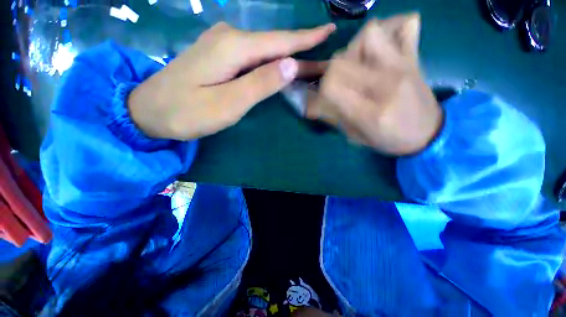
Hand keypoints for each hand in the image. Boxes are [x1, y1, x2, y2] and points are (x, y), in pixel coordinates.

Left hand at [129, 22, 334, 139]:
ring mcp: (222, 45)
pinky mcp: (219, 56)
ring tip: (308, 65)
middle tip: (323, 59)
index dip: (306, 38)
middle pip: (274, 45)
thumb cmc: (187, 113)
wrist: (150, 111)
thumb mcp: (228, 103)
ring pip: (264, 51)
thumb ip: (260, 84)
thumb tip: (290, 65)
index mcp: (233, 48)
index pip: (279, 42)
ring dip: (286, 57)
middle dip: (300, 51)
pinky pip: (252, 57)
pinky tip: (278, 66)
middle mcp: (229, 38)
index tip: (329, 31)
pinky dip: (270, 62)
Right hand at [307, 14, 442, 155]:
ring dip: (354, 47)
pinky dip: (390, 28)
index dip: (320, 91)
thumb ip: (334, 118)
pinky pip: (405, 25)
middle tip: (337, 83)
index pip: (331, 86)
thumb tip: (312, 104)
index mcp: (369, 112)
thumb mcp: (356, 137)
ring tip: (356, 63)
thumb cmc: (390, 140)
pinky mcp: (414, 58)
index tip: (322, 98)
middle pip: (341, 61)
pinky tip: (382, 45)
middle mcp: (385, 84)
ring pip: (369, 34)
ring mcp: (403, 66)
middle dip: (330, 72)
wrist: (428, 134)